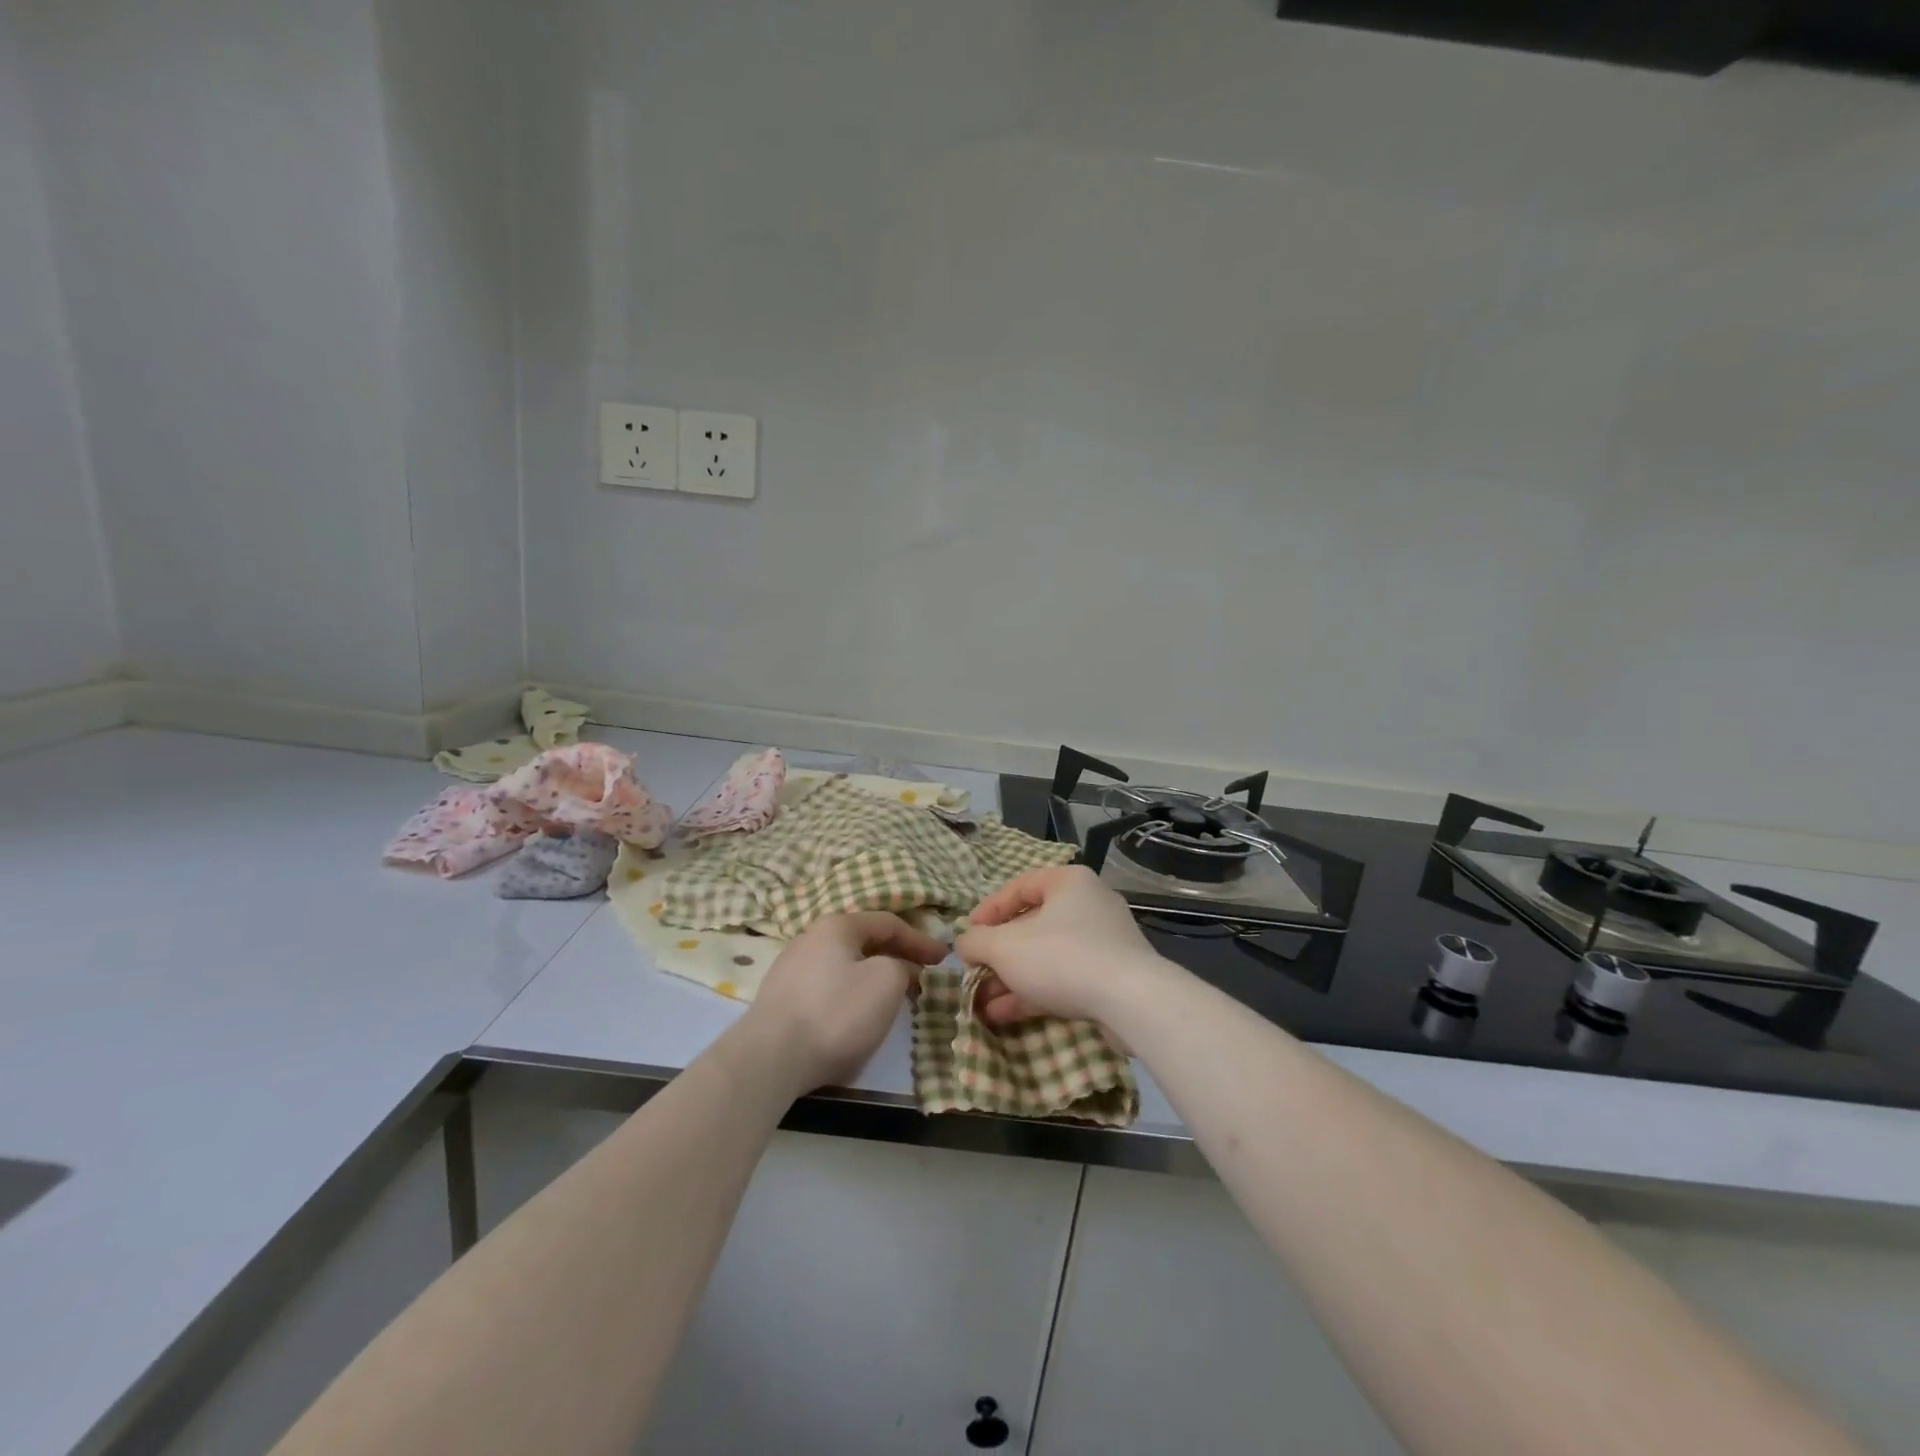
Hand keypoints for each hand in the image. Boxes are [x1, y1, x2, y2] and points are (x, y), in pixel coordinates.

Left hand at [743, 911, 948, 1091]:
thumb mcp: (886, 982)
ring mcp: (790, 968)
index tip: (944, 959)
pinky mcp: (780, 1000)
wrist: (770, 1058)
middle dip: (896, 956)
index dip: (920, 939)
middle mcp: (810, 938)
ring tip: (892, 997)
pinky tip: (855, 1017)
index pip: (888, 923)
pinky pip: (826, 988)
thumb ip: (902, 966)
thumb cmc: (836, 1012)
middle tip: (921, 976)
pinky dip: (850, 995)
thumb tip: (899, 969)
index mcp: (837, 926)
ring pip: (844, 965)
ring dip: (872, 977)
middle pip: (864, 942)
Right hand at [955, 865, 1173, 1029]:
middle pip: (1032, 925)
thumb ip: (976, 942)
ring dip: (1012, 978)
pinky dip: (1035, 992)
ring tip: (981, 1002)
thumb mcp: (1004, 947)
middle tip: (974, 973)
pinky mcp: (1112, 977)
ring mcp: (1104, 942)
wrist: (1130, 1002)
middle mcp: (1089, 904)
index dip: (988, 910)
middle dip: (998, 954)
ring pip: (1047, 956)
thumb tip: (964, 943)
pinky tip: (1005, 1014)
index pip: (1019, 887)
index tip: (968, 935)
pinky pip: (1065, 978)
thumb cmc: (1061, 957)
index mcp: (1068, 882)